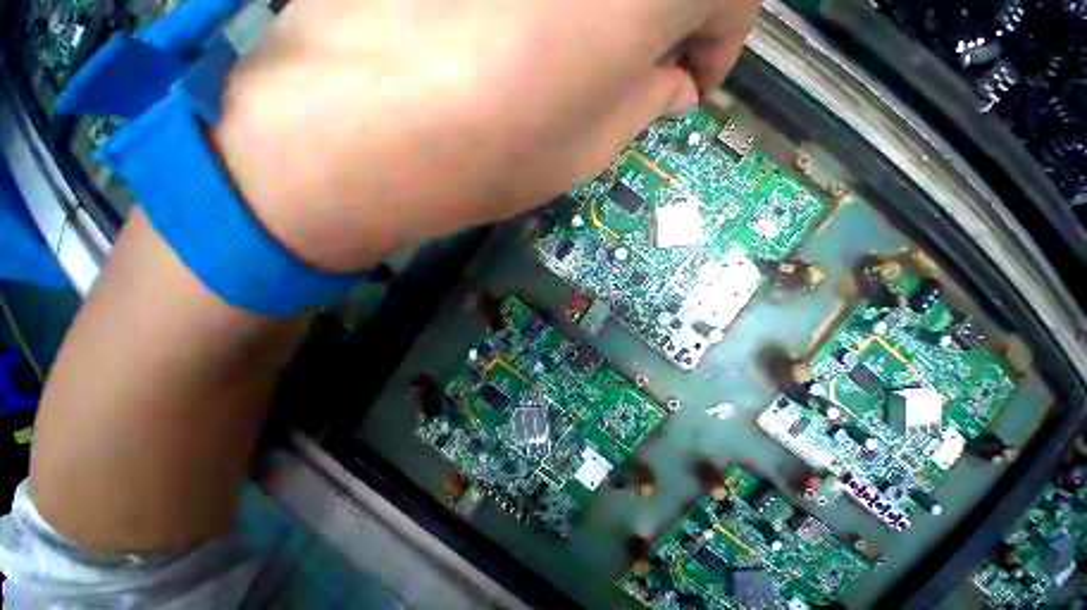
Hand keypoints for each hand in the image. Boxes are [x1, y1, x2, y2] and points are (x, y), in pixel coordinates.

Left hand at [214, 0, 756, 271]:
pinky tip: (542, 31)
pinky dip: (568, 1)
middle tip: (647, 73)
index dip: (720, 44)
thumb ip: (647, 103)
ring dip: (621, 9)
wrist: (377, 126)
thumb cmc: (504, 149)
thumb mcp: (595, 143)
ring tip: (593, 61)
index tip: (690, 83)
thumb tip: (674, 86)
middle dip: (673, 22)